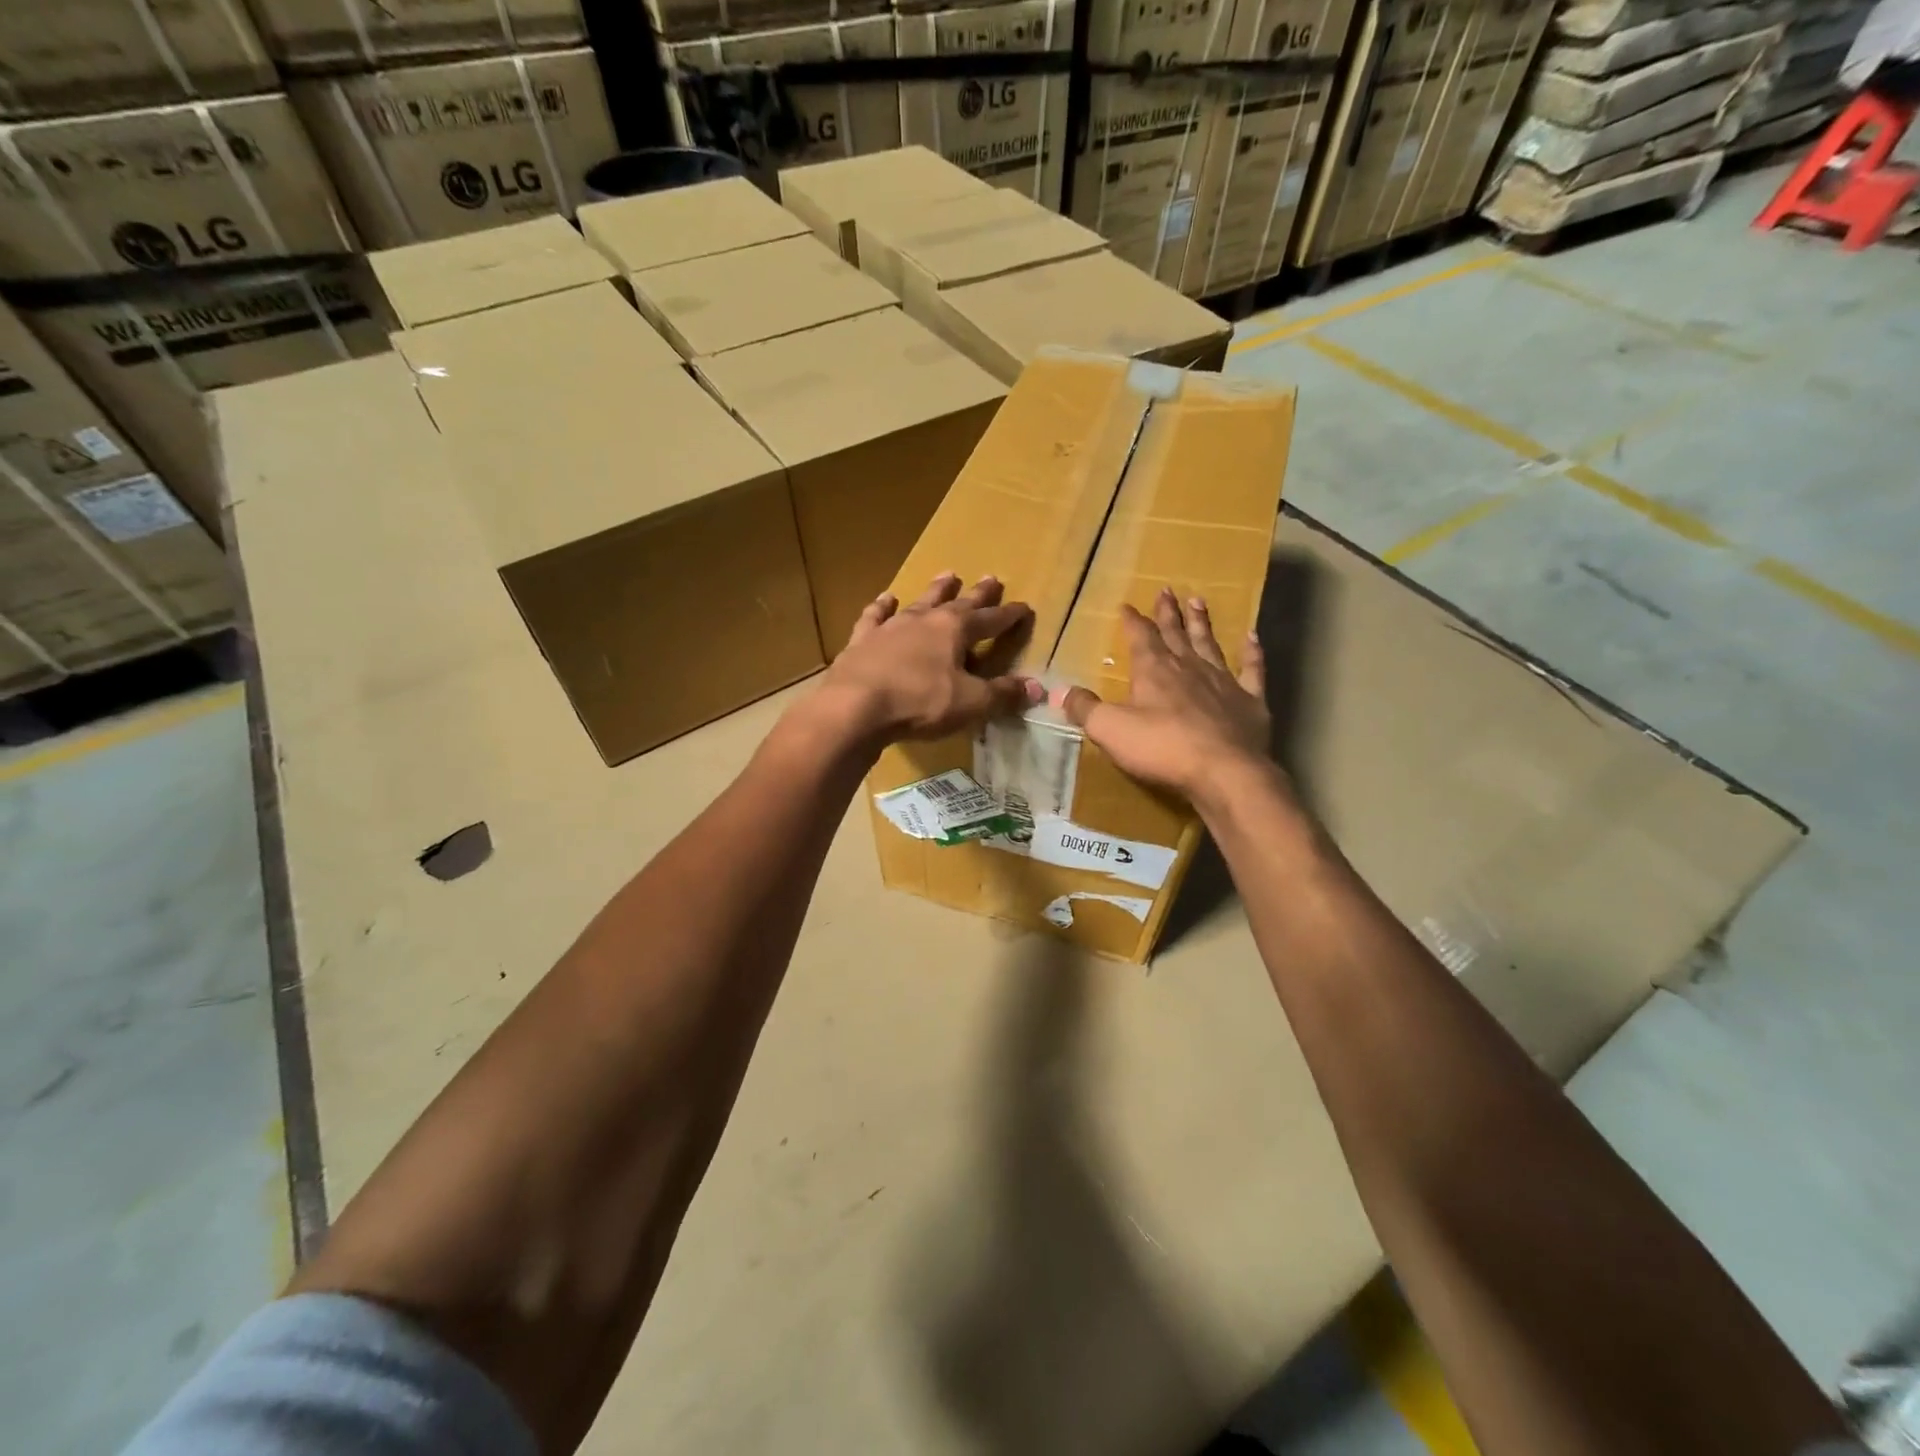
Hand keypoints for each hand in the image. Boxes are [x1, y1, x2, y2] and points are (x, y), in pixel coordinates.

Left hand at [818, 573, 1041, 743]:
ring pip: (919, 602)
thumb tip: (1035, 687)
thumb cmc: (920, 703)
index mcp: (955, 630)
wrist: (855, 706)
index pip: (991, 621)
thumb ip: (1002, 694)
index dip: (1009, 616)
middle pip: (958, 603)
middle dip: (978, 594)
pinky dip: (882, 607)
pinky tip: (887, 598)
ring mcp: (891, 627)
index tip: (1024, 607)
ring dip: (935, 590)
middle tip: (991, 578)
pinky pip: (875, 617)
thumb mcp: (970, 703)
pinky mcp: (862, 641)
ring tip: (948, 574)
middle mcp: (925, 620)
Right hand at [1055, 588, 1274, 805]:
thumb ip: (1085, 708)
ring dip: (1202, 623)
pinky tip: (1252, 637)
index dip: (1132, 621)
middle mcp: (1188, 667)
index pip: (1140, 637)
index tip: (1127, 606)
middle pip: (1175, 634)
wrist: (1224, 772)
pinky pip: (1252, 669)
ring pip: (1209, 644)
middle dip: (1168, 613)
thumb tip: (1061, 691)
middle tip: (1166, 590)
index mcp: (1154, 671)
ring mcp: (1223, 682)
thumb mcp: (1109, 729)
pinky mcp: (1250, 701)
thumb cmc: (1162, 749)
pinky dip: (1252, 652)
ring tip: (1198, 601)